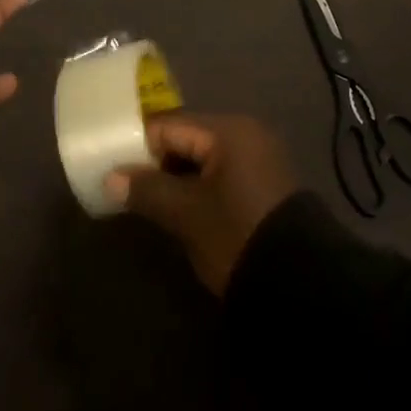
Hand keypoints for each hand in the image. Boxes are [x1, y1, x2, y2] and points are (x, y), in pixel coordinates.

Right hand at [107, 113, 297, 294]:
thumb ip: (147, 190)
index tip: (111, 166)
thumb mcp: (187, 214)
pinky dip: (197, 186)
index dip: (138, 145)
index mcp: (228, 130)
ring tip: (145, 200)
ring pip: (202, 158)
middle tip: (125, 187)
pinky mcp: (263, 184)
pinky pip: (219, 173)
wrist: (300, 284)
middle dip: (156, 162)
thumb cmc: (236, 235)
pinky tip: (178, 208)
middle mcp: (245, 133)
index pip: (170, 125)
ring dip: (176, 177)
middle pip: (187, 138)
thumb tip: (110, 177)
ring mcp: (258, 158)